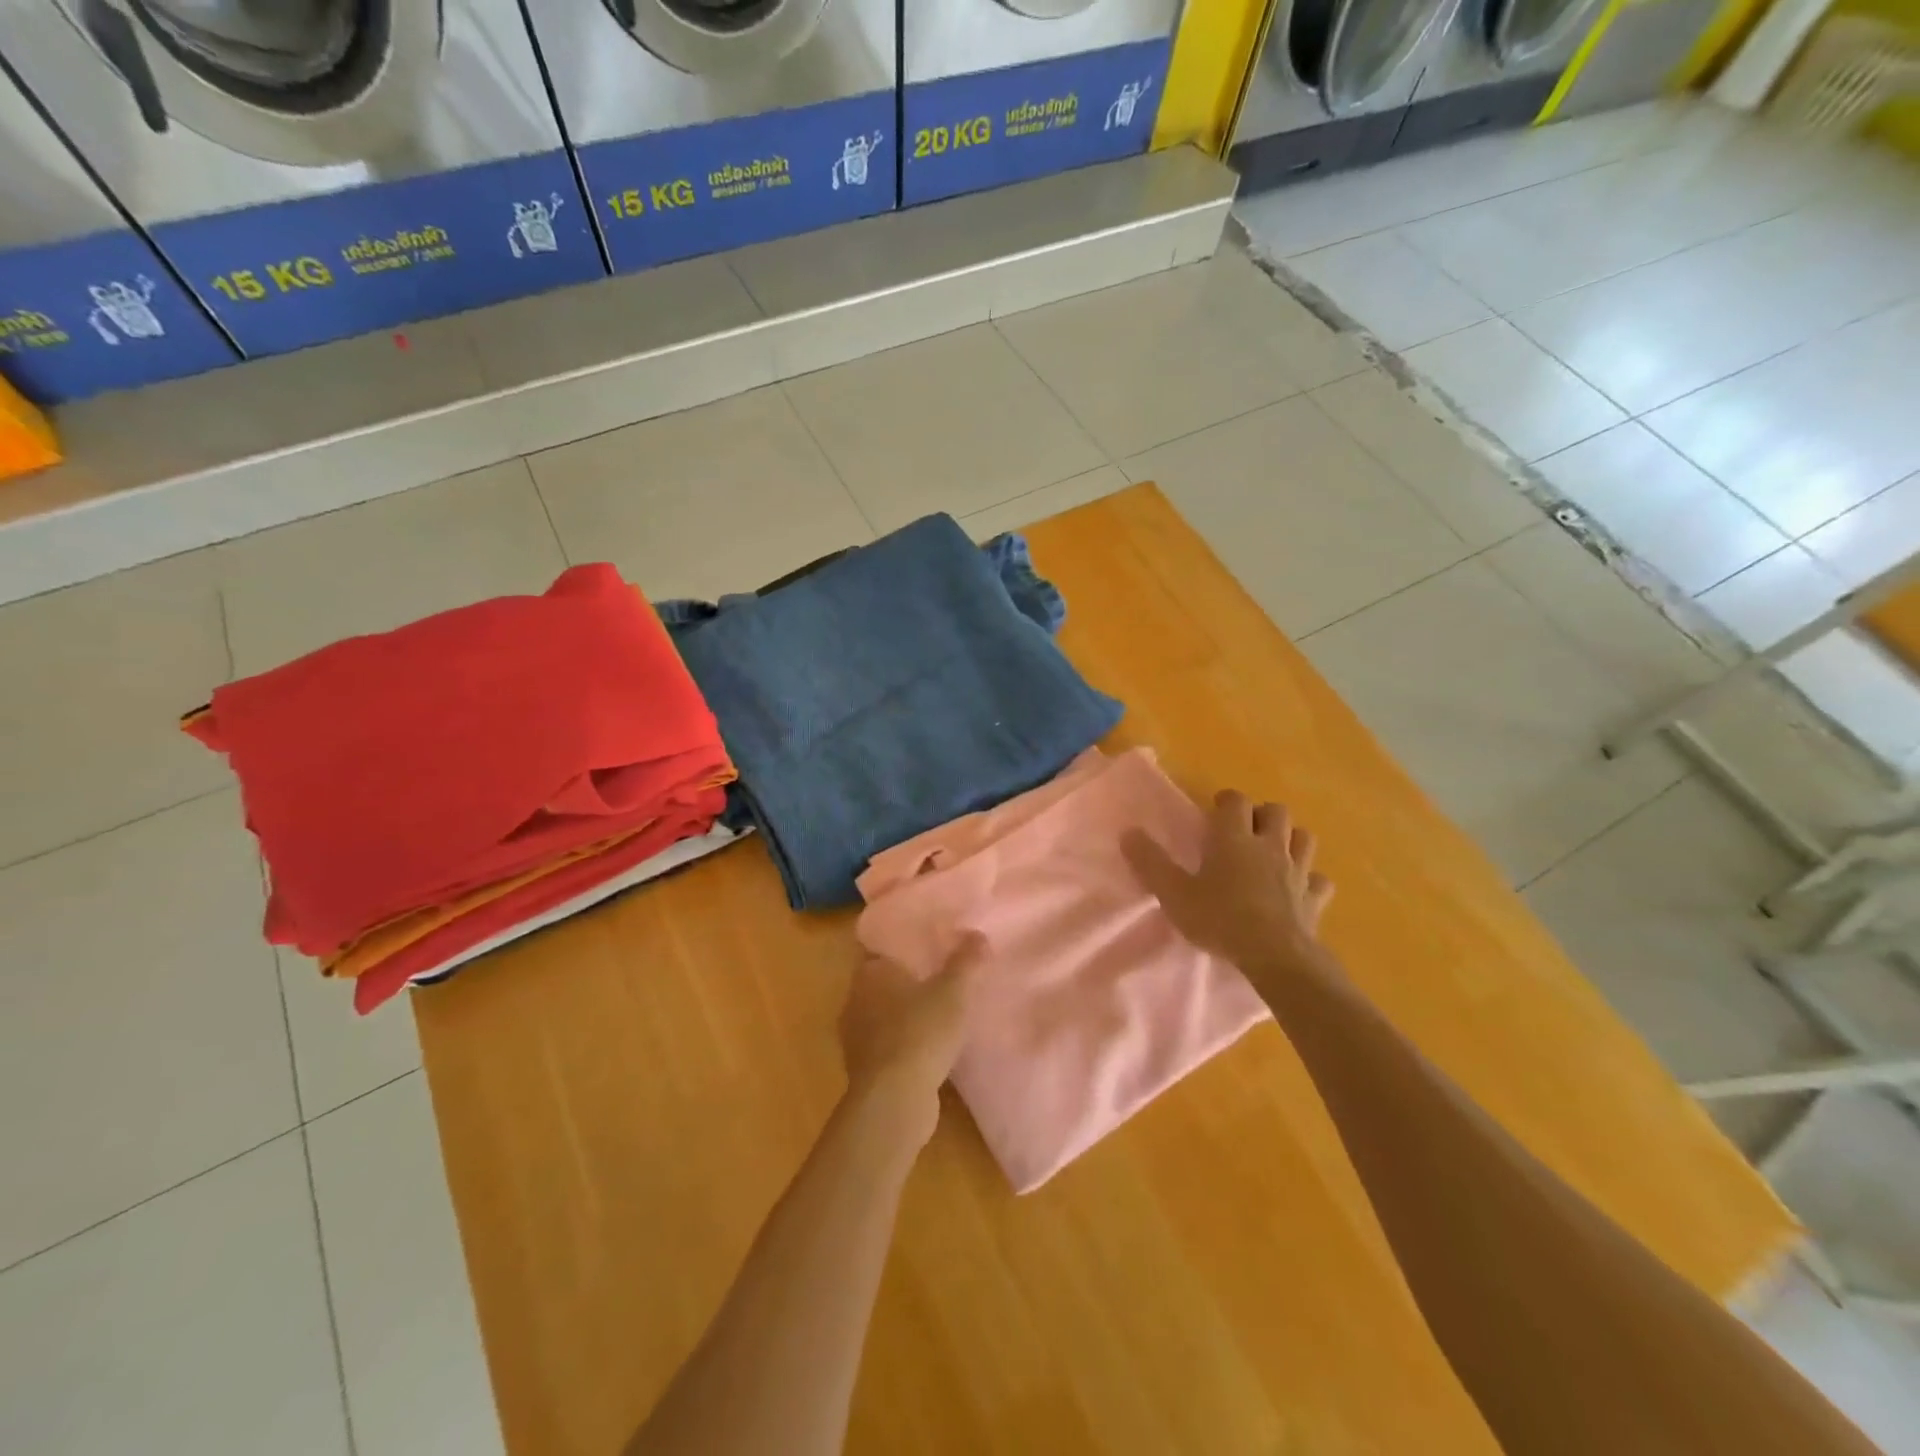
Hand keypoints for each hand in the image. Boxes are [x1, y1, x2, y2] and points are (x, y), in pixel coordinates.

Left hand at [838, 937, 984, 1145]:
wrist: (894, 1100)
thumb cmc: (920, 1032)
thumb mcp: (953, 992)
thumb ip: (966, 962)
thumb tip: (977, 934)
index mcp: (870, 973)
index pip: (883, 950)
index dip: (904, 949)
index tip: (927, 949)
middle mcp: (855, 1000)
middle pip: (883, 983)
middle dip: (907, 982)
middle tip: (939, 979)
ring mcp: (855, 1037)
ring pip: (883, 1016)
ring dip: (905, 1017)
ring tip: (937, 1015)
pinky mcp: (864, 1069)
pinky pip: (887, 1046)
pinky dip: (904, 1045)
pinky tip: (928, 1051)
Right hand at [1123, 791, 1334, 981]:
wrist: (1275, 956)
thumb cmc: (1220, 919)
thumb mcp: (1174, 893)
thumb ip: (1151, 863)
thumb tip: (1128, 832)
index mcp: (1234, 838)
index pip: (1236, 800)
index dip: (1226, 801)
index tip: (1214, 812)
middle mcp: (1269, 846)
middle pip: (1276, 811)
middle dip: (1262, 815)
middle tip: (1245, 831)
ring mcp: (1297, 871)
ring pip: (1303, 838)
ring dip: (1290, 839)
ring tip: (1273, 852)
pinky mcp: (1315, 898)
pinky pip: (1319, 880)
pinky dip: (1310, 879)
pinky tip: (1299, 888)